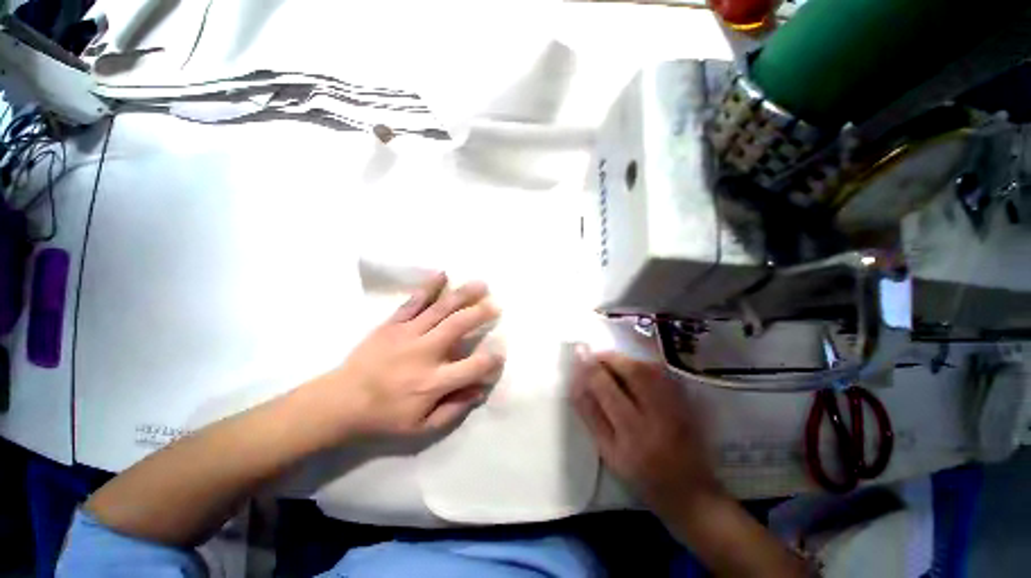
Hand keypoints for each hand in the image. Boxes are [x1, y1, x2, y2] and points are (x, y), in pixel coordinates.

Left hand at [305, 273, 503, 442]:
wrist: (338, 402)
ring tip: (481, 285)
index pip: (473, 366)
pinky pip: (414, 302)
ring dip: (463, 295)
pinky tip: (443, 274)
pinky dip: (430, 287)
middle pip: (459, 326)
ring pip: (441, 309)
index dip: (491, 359)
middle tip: (496, 305)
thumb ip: (454, 410)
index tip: (501, 352)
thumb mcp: (421, 428)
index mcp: (433, 381)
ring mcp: (408, 334)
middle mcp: (424, 353)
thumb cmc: (383, 418)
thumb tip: (480, 390)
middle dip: (481, 313)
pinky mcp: (392, 324)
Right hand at [571, 350, 719, 514]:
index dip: (590, 367)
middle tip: (593, 356)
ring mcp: (676, 405)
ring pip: (648, 367)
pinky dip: (642, 363)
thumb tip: (576, 383)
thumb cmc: (642, 477)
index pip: (606, 388)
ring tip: (609, 361)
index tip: (578, 354)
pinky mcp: (686, 401)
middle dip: (609, 357)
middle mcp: (657, 414)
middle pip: (632, 371)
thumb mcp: (609, 452)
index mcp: (632, 433)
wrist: (691, 492)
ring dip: (625, 358)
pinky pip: (662, 371)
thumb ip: (591, 415)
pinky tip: (631, 367)